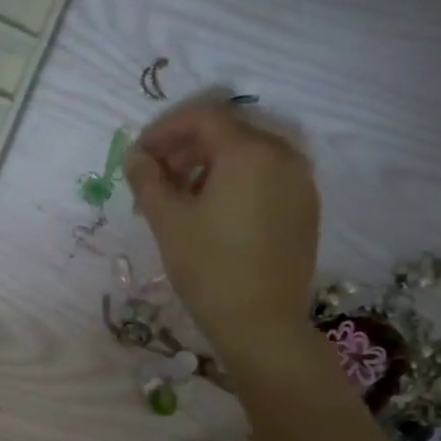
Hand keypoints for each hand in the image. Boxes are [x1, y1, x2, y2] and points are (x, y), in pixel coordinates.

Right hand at [125, 98, 319, 359]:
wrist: (260, 323)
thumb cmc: (208, 268)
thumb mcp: (167, 221)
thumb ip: (147, 180)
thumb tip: (136, 157)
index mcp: (249, 152)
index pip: (202, 117)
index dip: (164, 130)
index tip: (138, 155)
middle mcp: (283, 155)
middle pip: (227, 133)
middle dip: (185, 148)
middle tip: (154, 178)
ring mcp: (300, 181)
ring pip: (247, 155)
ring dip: (208, 165)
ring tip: (179, 197)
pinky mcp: (304, 207)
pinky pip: (265, 177)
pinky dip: (234, 182)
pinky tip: (212, 212)